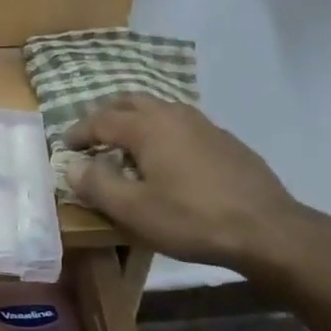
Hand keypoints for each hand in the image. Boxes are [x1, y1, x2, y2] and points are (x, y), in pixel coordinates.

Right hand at [63, 96, 313, 270]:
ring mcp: (204, 125)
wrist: (266, 229)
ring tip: (125, 145)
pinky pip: (181, 124)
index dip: (79, 132)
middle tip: (92, 136)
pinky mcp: (224, 140)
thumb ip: (97, 185)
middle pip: (131, 101)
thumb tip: (73, 166)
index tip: (65, 146)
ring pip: (159, 109)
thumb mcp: (133, 210)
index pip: (101, 119)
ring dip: (135, 120)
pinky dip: (161, 131)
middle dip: (106, 115)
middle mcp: (174, 115)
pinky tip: (166, 159)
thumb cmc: (191, 219)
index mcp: (148, 127)